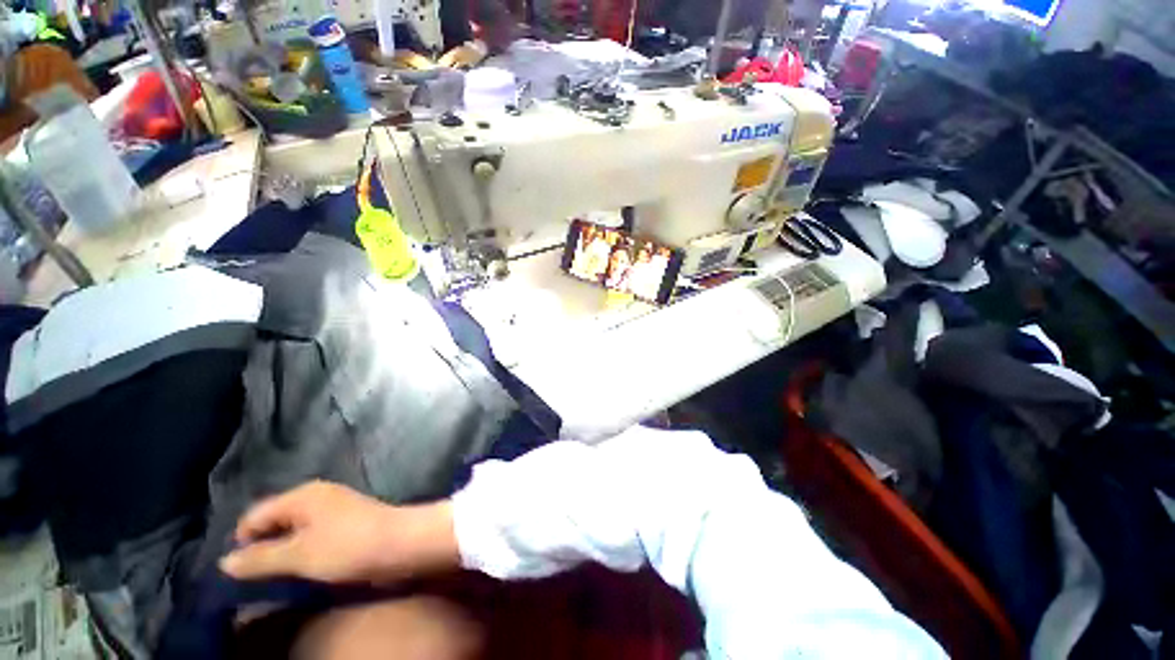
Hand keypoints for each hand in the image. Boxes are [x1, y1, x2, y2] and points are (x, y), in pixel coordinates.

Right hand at [219, 481, 459, 584]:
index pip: (255, 515)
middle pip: (274, 519)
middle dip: (260, 545)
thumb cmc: (347, 546)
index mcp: (302, 495)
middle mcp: (317, 494)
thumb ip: (259, 559)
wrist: (400, 542)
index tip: (238, 571)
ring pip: (293, 528)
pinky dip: (301, 548)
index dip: (242, 542)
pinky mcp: (347, 520)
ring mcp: (334, 506)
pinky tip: (300, 566)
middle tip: (253, 575)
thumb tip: (224, 561)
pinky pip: (311, 533)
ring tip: (273, 575)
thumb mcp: (298, 556)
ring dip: (281, 549)